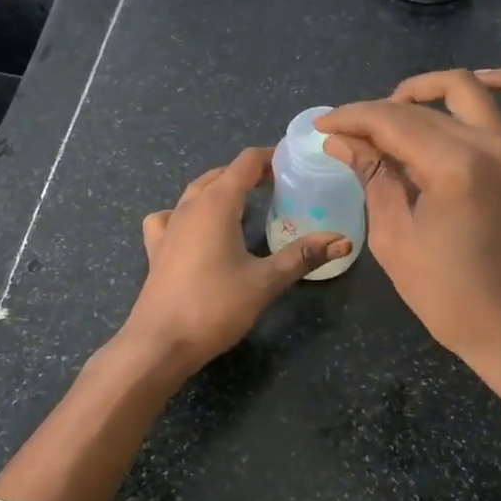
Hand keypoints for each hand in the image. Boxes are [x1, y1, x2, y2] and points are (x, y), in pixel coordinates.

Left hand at [119, 147, 349, 375]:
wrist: (159, 343)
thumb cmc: (215, 307)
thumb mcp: (265, 281)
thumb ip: (303, 256)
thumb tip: (343, 240)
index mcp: (217, 203)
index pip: (245, 163)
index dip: (270, 157)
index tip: (294, 161)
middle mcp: (190, 206)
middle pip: (221, 173)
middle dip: (250, 173)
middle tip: (279, 185)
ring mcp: (169, 226)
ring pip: (196, 191)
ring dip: (221, 188)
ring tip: (245, 201)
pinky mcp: (157, 248)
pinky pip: (172, 215)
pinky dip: (188, 211)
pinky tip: (196, 228)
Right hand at [318, 69, 500, 399]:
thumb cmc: (448, 295)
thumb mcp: (395, 238)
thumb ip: (373, 177)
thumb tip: (341, 141)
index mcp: (452, 167)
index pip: (390, 121)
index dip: (350, 119)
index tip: (322, 126)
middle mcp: (488, 144)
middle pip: (421, 108)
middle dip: (375, 113)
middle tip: (347, 135)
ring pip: (467, 90)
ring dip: (427, 89)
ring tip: (396, 109)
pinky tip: (478, 84)